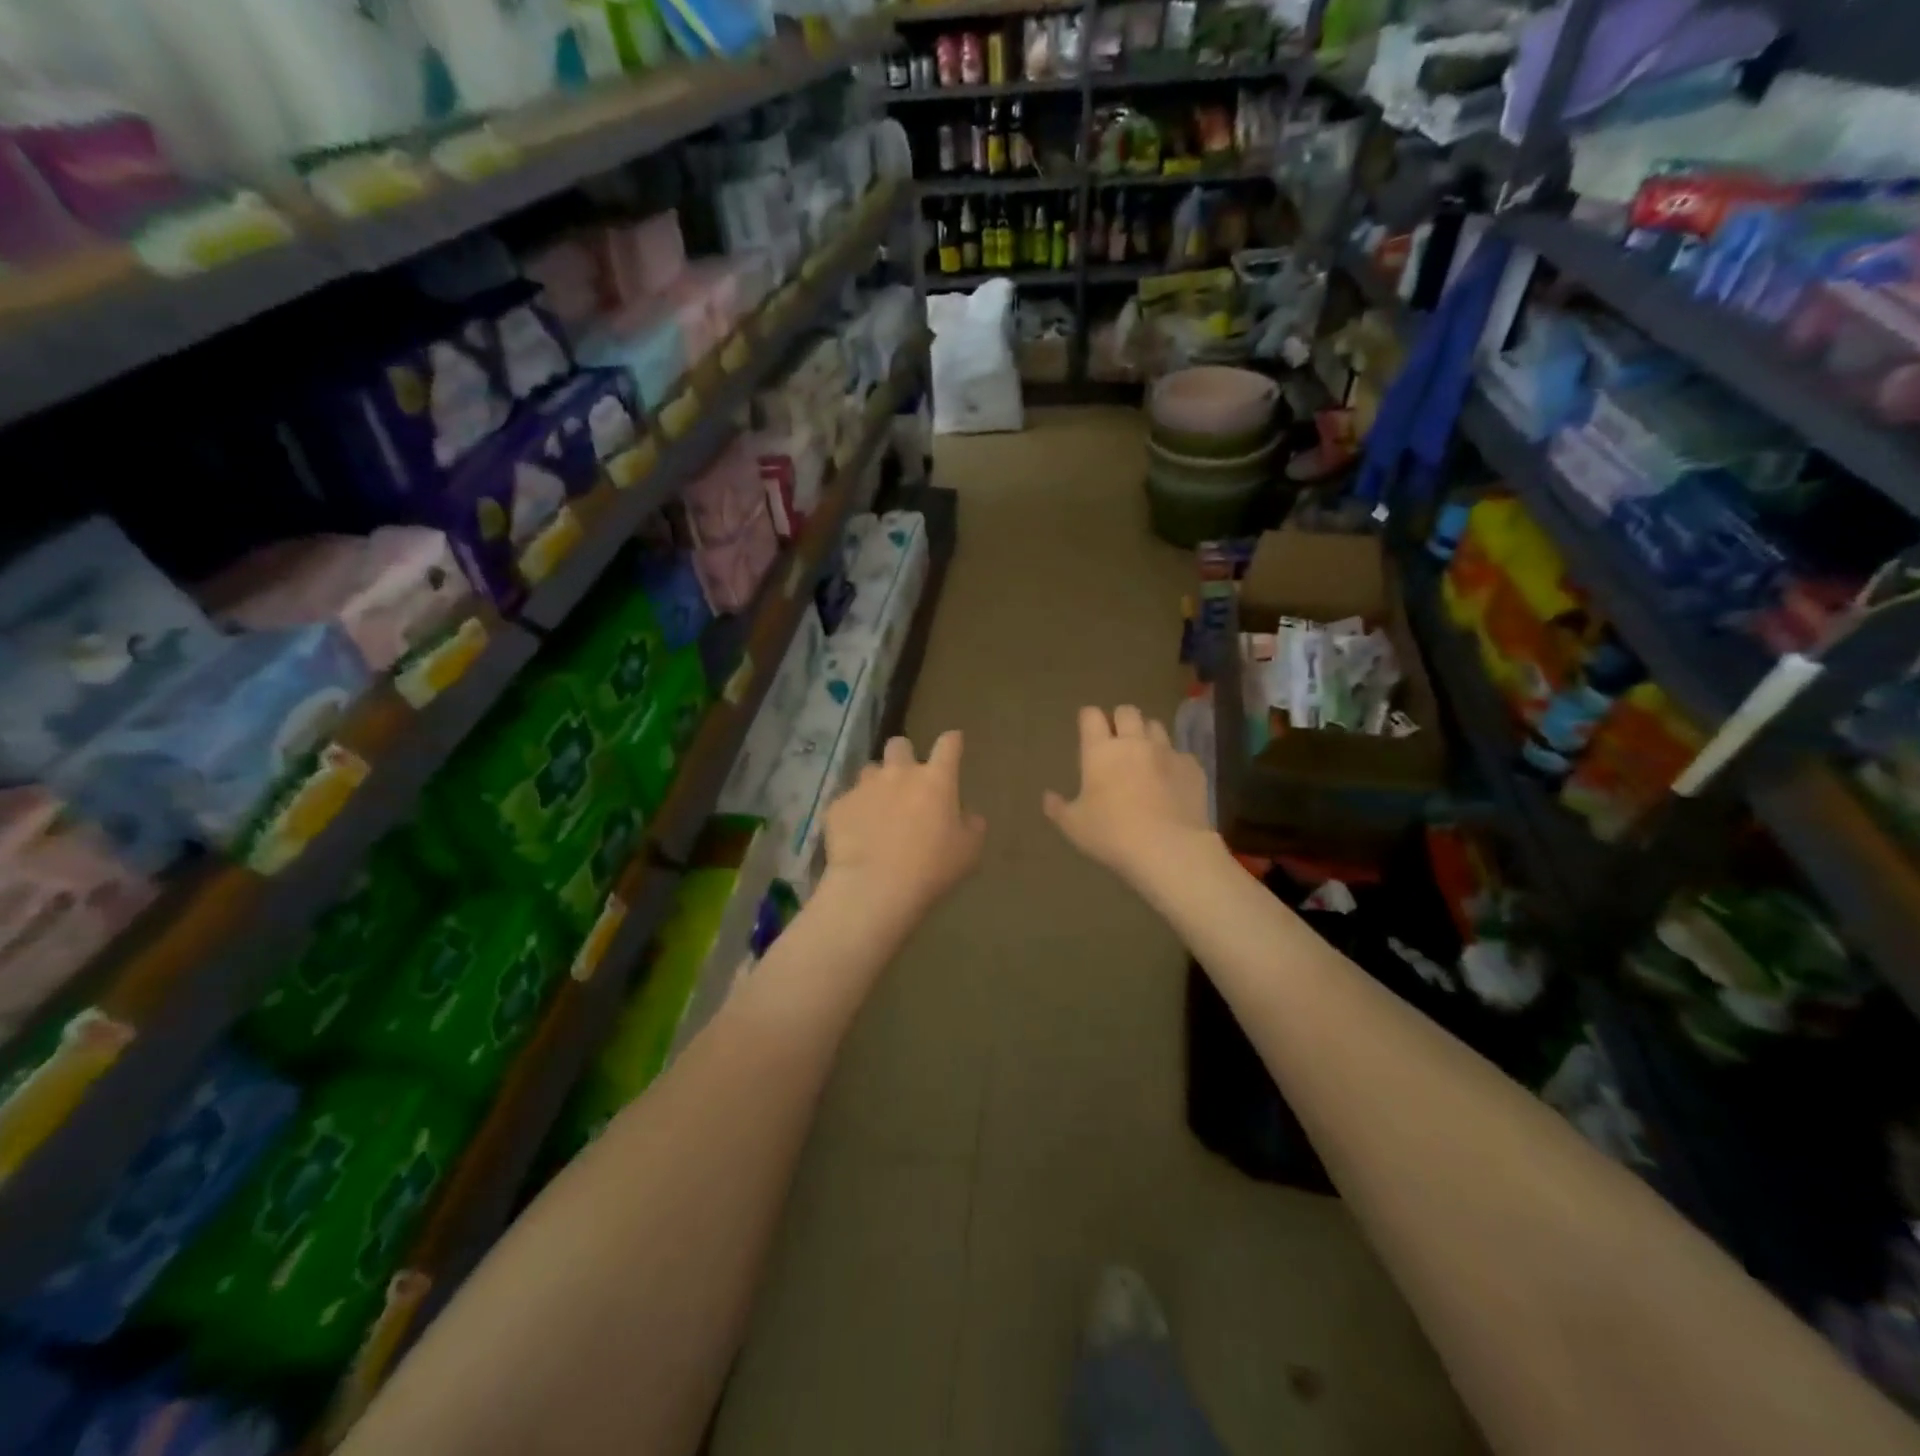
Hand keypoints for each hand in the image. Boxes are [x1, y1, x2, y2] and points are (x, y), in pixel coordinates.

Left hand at [823, 730, 985, 922]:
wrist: (874, 888)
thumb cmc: (931, 869)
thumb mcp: (968, 851)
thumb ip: (972, 826)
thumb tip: (968, 816)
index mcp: (936, 780)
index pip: (948, 744)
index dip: (952, 741)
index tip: (953, 743)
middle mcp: (899, 773)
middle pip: (899, 745)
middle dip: (904, 755)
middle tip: (907, 780)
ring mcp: (865, 787)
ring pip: (870, 770)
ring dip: (877, 784)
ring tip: (878, 810)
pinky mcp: (838, 806)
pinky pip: (848, 801)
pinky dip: (854, 813)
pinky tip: (856, 835)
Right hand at [1043, 706, 1216, 892]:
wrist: (1168, 848)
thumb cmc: (1112, 834)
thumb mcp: (1074, 826)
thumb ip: (1058, 808)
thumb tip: (1048, 796)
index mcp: (1100, 751)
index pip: (1091, 716)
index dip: (1088, 718)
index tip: (1087, 729)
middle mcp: (1134, 742)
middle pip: (1127, 711)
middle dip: (1120, 720)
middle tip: (1117, 740)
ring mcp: (1167, 752)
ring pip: (1156, 726)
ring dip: (1147, 735)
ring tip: (1145, 756)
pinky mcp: (1192, 767)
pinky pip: (1181, 754)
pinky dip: (1173, 762)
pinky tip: (1171, 781)